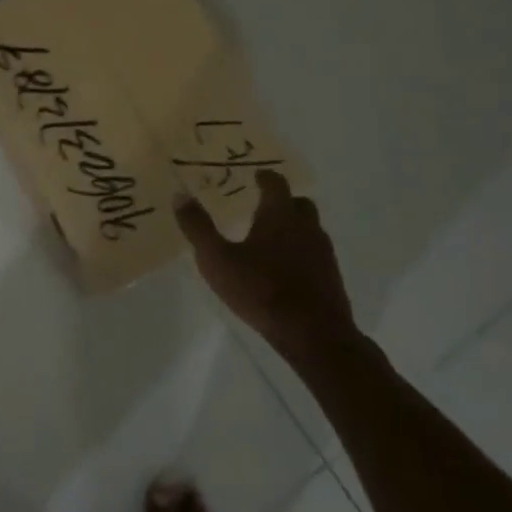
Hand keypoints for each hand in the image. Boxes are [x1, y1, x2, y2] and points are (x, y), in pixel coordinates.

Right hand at [176, 170, 354, 366]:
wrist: (314, 336)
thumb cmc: (261, 290)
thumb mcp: (217, 259)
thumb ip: (198, 227)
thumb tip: (180, 194)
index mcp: (280, 215)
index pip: (276, 183)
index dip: (265, 177)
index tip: (255, 176)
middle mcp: (306, 226)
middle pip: (299, 203)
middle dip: (283, 201)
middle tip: (262, 206)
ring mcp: (323, 253)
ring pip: (310, 229)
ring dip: (294, 227)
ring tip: (271, 240)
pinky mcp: (331, 278)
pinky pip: (315, 254)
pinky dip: (301, 253)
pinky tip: (285, 270)